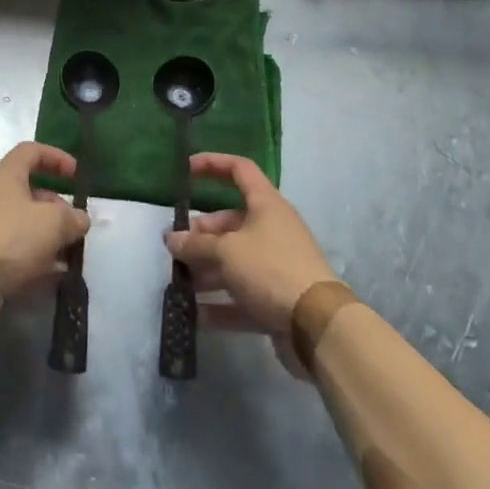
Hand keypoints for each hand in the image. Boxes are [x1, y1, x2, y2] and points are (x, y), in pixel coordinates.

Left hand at [0, 142, 89, 298]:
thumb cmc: (11, 237)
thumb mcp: (53, 222)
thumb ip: (72, 217)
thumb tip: (79, 220)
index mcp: (5, 173)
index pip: (31, 151)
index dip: (56, 157)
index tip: (76, 175)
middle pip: (29, 189)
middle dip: (56, 205)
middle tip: (75, 224)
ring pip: (24, 220)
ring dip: (48, 233)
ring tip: (69, 252)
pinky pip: (15, 245)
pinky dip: (34, 254)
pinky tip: (53, 274)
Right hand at [165, 154, 336, 370]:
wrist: (318, 325)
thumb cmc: (271, 269)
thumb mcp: (227, 251)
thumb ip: (196, 244)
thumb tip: (171, 238)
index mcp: (266, 205)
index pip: (239, 170)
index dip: (212, 164)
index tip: (185, 170)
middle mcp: (271, 230)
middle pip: (229, 223)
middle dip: (200, 234)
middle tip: (174, 249)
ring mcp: (274, 266)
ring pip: (232, 261)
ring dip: (205, 271)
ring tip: (178, 282)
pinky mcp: (275, 299)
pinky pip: (240, 296)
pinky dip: (218, 305)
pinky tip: (193, 315)